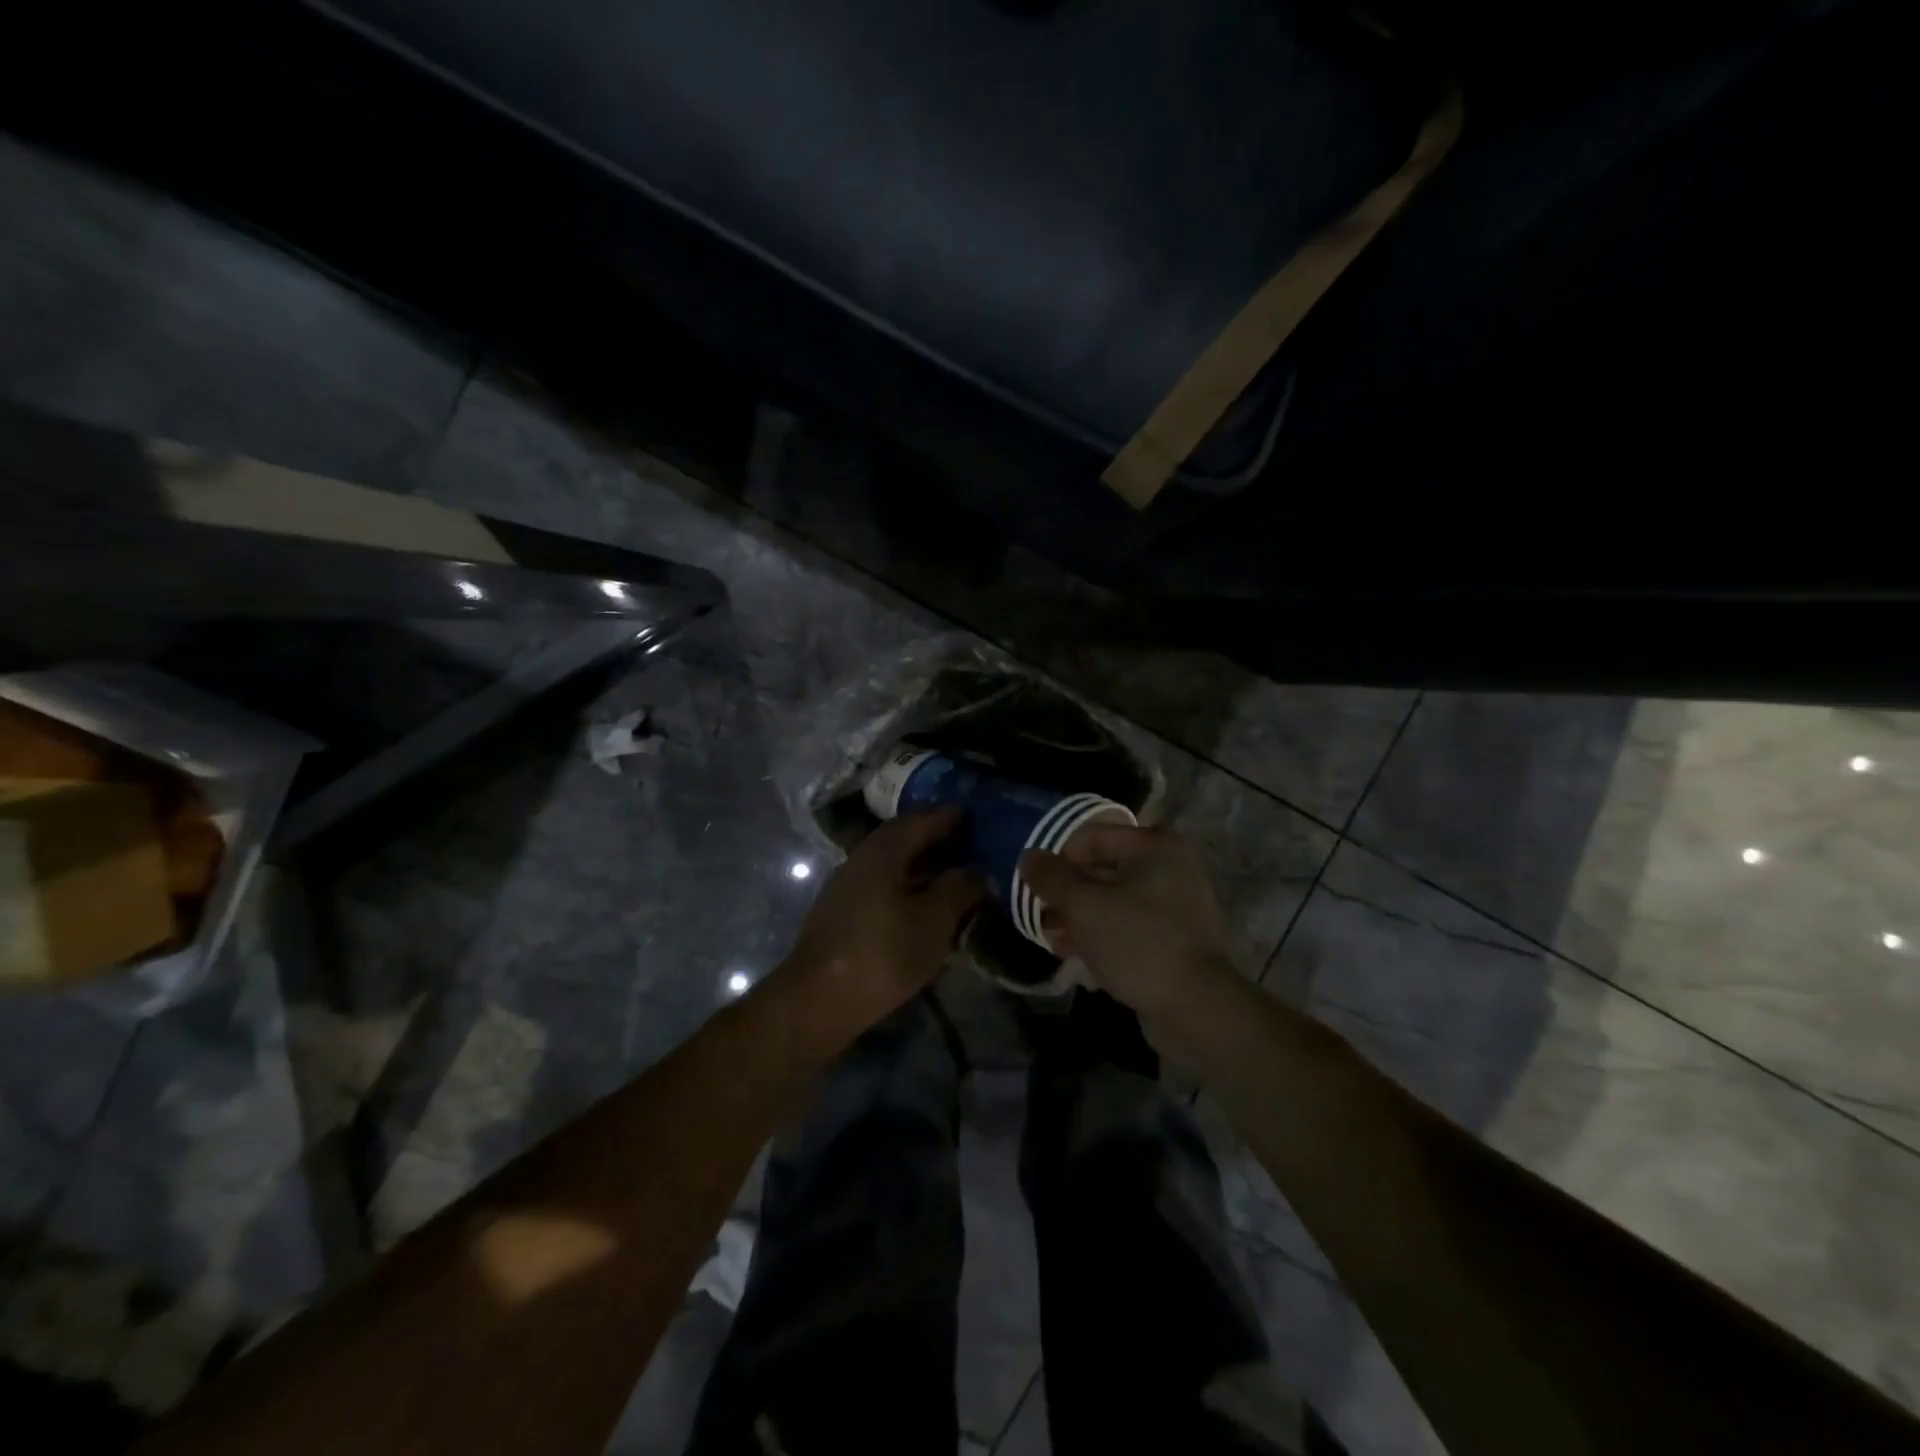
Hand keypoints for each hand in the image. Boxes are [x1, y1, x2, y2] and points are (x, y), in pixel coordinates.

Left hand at [786, 809, 986, 1034]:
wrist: (819, 1000)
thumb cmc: (883, 954)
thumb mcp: (934, 921)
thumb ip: (959, 889)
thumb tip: (977, 871)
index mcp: (883, 851)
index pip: (920, 820)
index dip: (949, 817)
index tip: (974, 817)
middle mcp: (860, 858)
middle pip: (901, 837)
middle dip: (934, 837)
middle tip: (966, 843)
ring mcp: (846, 885)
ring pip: (890, 862)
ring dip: (919, 863)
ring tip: (949, 874)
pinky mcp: (841, 911)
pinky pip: (881, 883)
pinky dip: (905, 883)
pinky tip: (920, 903)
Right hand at [1018, 825, 1237, 1021]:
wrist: (1196, 1007)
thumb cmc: (1138, 943)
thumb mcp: (1084, 906)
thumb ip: (1052, 878)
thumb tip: (1028, 856)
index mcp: (1154, 848)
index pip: (1093, 836)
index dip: (1058, 857)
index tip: (1034, 884)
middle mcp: (1170, 868)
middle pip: (1103, 869)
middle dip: (1067, 891)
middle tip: (1039, 913)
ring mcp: (1176, 906)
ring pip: (1114, 901)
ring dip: (1079, 916)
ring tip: (1050, 937)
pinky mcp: (1174, 940)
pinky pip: (1129, 927)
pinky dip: (1101, 935)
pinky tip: (1073, 953)